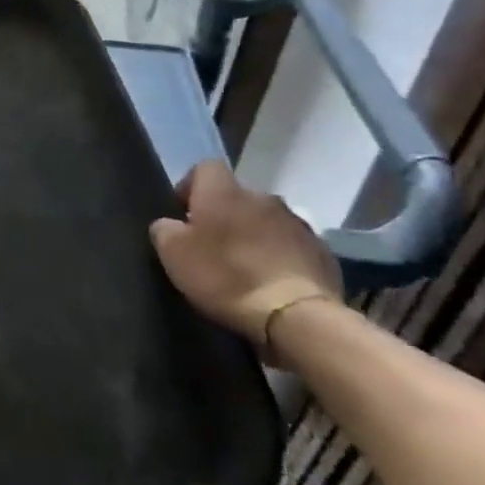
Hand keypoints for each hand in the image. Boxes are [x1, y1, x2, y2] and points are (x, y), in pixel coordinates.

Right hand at [149, 160, 341, 344]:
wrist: (295, 316)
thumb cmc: (224, 276)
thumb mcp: (173, 253)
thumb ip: (164, 228)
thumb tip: (171, 224)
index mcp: (224, 191)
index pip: (204, 168)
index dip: (190, 187)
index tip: (183, 215)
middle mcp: (263, 197)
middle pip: (236, 196)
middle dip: (223, 214)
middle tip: (211, 246)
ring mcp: (297, 223)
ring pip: (265, 220)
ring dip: (253, 234)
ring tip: (243, 266)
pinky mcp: (321, 251)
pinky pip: (290, 244)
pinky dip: (278, 255)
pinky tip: (270, 281)